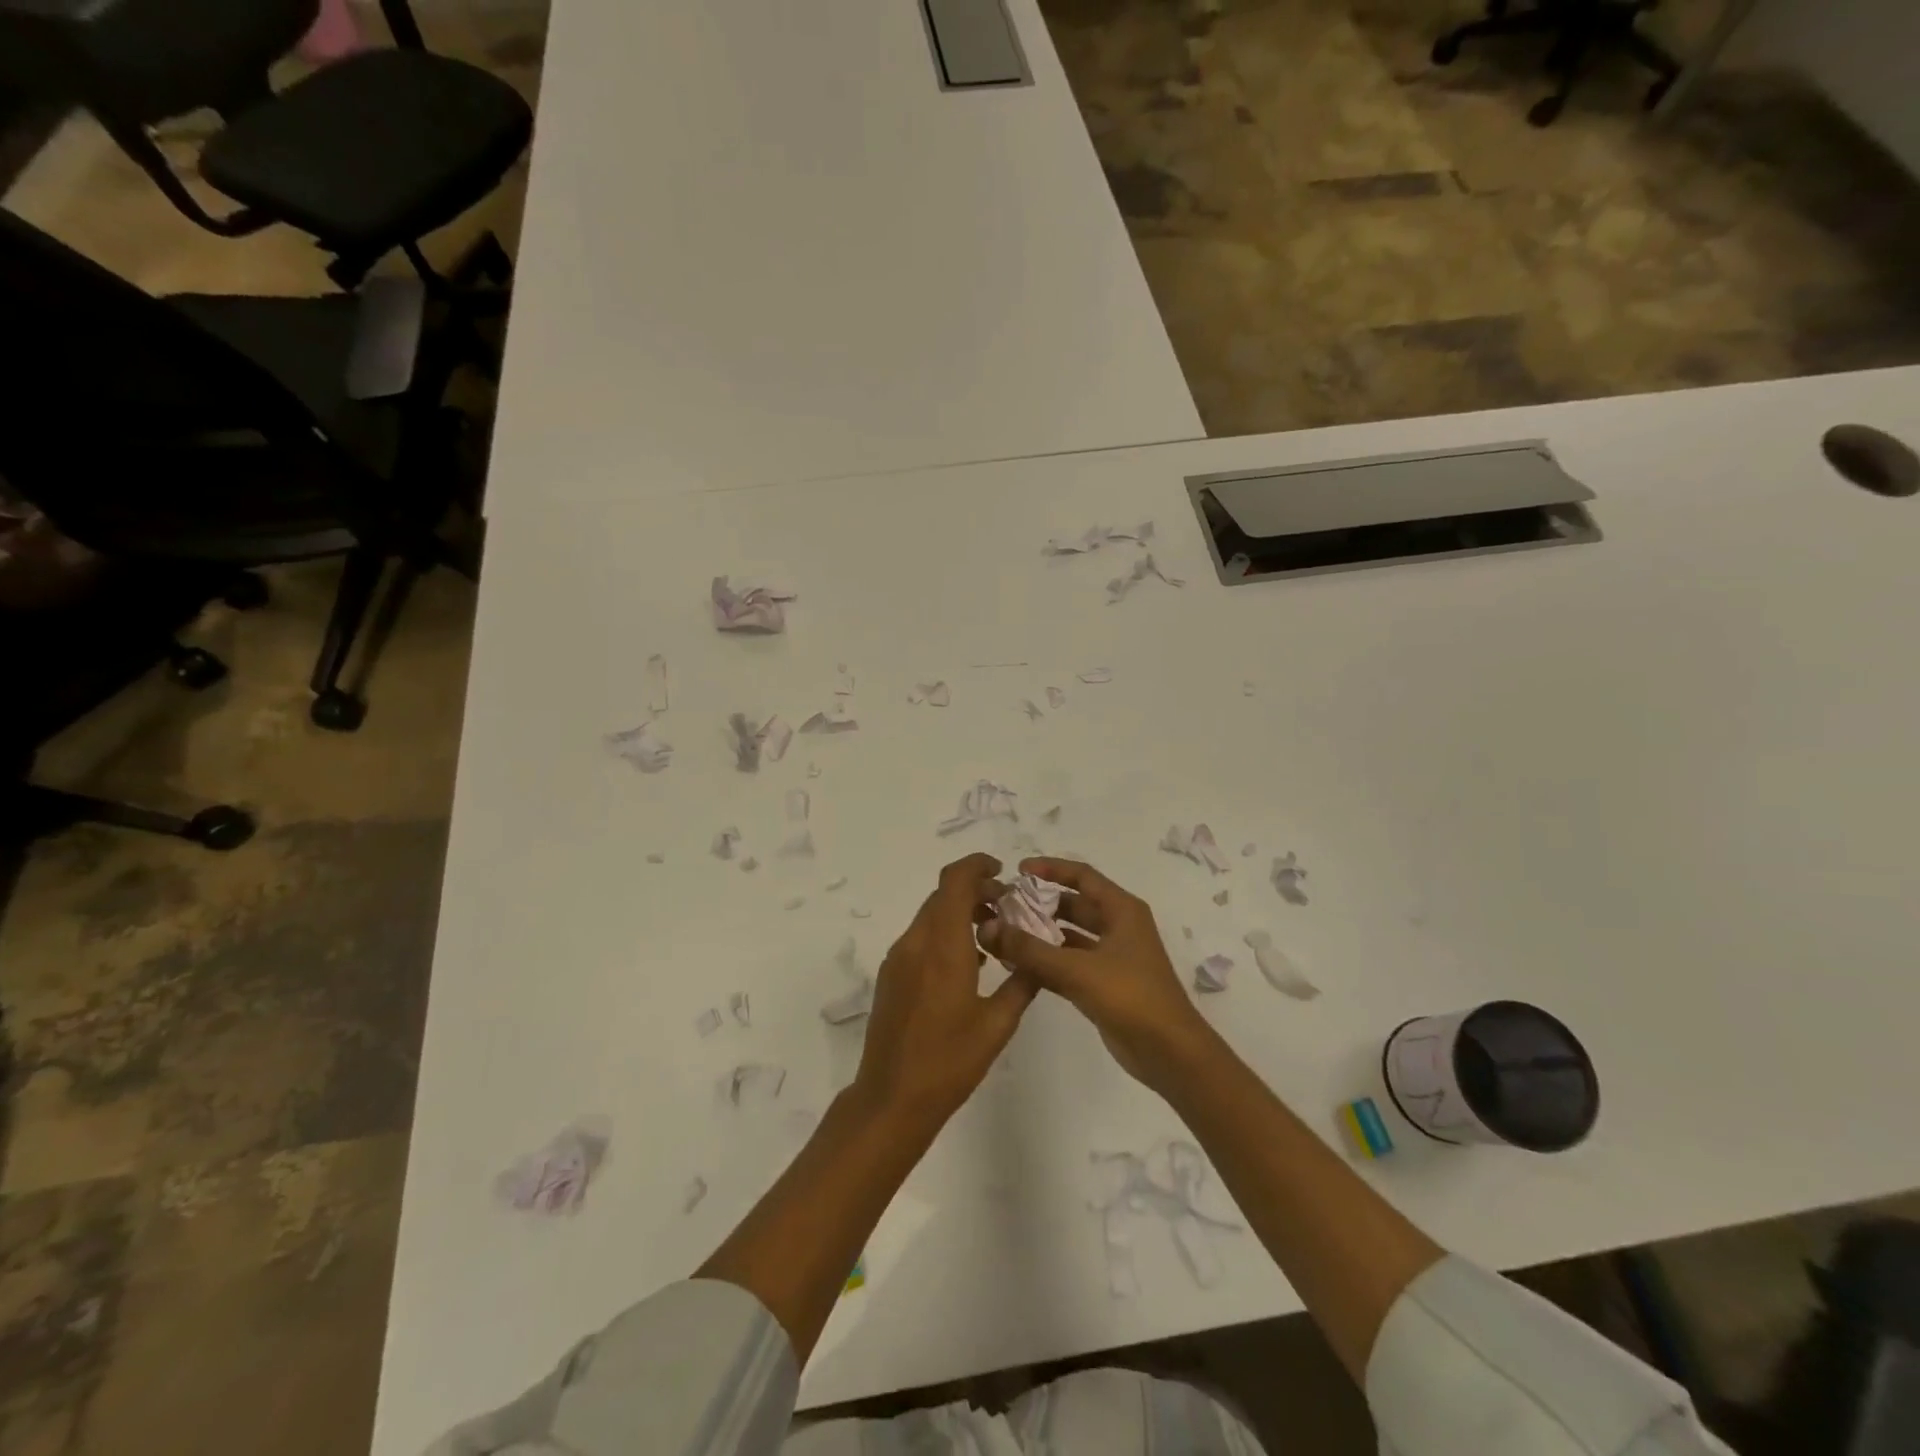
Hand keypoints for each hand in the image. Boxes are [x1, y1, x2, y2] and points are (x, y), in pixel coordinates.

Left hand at [853, 853, 1038, 1135]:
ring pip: (931, 916)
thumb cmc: (950, 1061)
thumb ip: (1022, 983)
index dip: (977, 866)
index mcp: (943, 947)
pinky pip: (920, 938)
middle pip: (943, 895)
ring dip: (960, 913)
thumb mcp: (998, 1024)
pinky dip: (945, 934)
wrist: (892, 1098)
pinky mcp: (891, 975)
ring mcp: (898, 958)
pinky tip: (968, 964)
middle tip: (1007, 909)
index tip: (1002, 872)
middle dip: (975, 892)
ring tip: (992, 937)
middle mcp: (916, 942)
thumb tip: (1037, 957)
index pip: (954, 881)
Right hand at [979, 858, 1213, 1090]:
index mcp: (1122, 910)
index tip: (1018, 870)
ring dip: (1041, 934)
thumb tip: (989, 928)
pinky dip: (1047, 962)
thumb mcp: (1078, 969)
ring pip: (1071, 936)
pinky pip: (1070, 963)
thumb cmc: (1131, 997)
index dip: (1051, 869)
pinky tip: (1017, 966)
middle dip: (1040, 904)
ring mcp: (1112, 957)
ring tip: (1004, 933)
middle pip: (1075, 905)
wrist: (1170, 1053)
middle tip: (1004, 905)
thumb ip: (1031, 950)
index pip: (1082, 876)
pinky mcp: (1104, 985)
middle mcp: (1119, 927)